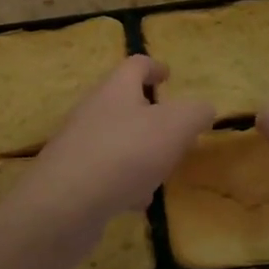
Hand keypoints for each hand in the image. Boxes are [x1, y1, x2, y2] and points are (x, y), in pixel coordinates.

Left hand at [7, 56, 215, 243]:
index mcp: (116, 88)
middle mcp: (94, 109)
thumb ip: (195, 113)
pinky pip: (105, 171)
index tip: (168, 74)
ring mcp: (79, 143)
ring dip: (139, 151)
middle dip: (150, 114)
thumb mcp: (175, 127)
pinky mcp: (72, 177)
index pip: (136, 65)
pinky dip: (124, 181)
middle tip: (173, 128)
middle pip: (124, 101)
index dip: (154, 67)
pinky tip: (137, 201)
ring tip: (161, 170)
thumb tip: (203, 108)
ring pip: (116, 139)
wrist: (65, 204)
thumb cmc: (125, 153)